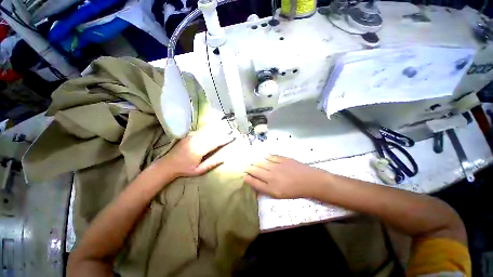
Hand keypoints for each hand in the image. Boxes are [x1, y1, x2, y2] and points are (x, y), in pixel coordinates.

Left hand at [159, 127, 233, 178]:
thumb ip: (211, 164)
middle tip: (230, 131)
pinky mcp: (188, 136)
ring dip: (216, 130)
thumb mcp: (199, 170)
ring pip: (206, 131)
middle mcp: (196, 141)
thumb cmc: (185, 169)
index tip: (231, 137)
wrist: (168, 164)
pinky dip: (208, 129)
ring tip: (224, 128)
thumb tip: (223, 159)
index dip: (224, 140)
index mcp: (199, 150)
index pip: (215, 143)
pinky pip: (200, 130)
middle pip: (212, 135)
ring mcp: (191, 137)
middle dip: (222, 133)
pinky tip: (212, 128)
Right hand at [244, 155, 328, 198]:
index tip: (244, 176)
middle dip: (249, 168)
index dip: (248, 178)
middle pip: (256, 170)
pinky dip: (266, 157)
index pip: (254, 182)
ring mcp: (277, 166)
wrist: (309, 181)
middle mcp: (271, 175)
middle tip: (246, 167)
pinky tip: (265, 157)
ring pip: (262, 162)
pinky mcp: (283, 159)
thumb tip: (257, 183)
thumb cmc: (294, 191)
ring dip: (256, 162)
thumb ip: (266, 189)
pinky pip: (271, 156)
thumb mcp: (279, 195)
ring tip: (253, 161)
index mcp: (271, 187)